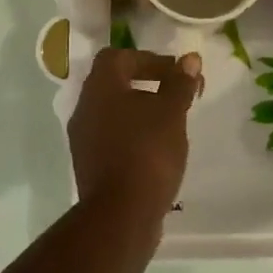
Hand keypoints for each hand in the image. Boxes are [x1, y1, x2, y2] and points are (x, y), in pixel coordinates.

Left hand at [68, 48, 202, 219]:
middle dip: (147, 84)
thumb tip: (189, 59)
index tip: (174, 73)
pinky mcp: (88, 164)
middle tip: (176, 95)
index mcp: (100, 86)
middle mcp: (85, 106)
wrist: (120, 215)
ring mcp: (83, 137)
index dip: (148, 59)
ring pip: (113, 111)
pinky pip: (111, 137)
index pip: (118, 56)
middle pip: (115, 82)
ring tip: (170, 123)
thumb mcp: (171, 113)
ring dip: (140, 110)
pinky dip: (132, 134)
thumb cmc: (147, 153)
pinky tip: (156, 150)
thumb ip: (179, 83)